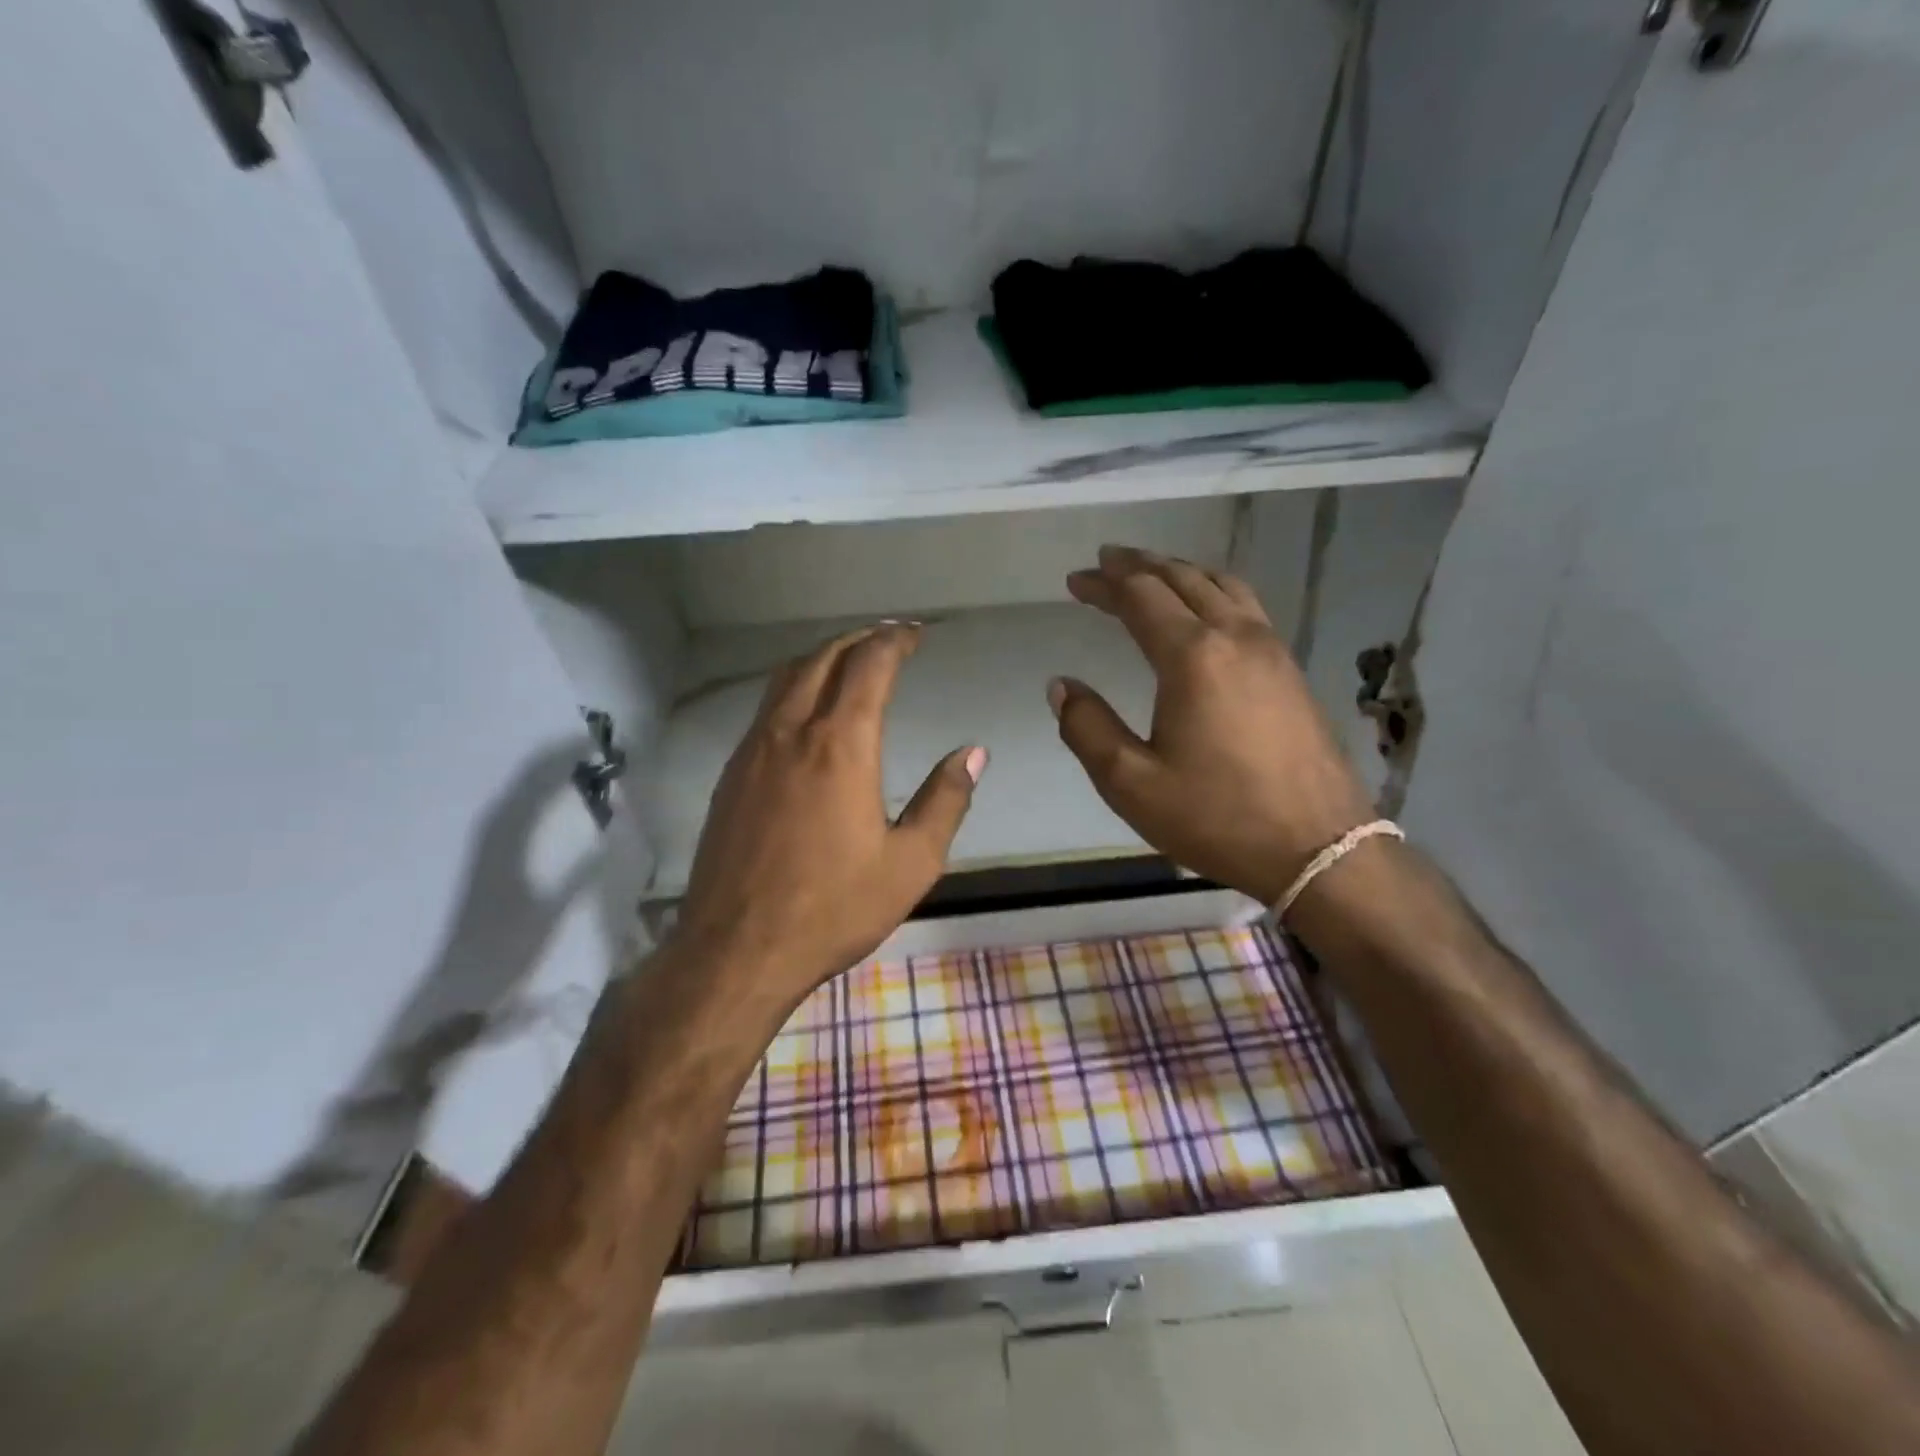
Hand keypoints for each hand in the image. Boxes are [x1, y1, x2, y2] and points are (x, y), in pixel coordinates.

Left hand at [673, 623, 985, 1010]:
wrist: (737, 951)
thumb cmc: (833, 909)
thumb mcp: (910, 863)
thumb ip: (945, 800)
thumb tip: (973, 753)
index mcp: (841, 745)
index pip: (870, 665)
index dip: (896, 640)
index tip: (916, 634)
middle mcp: (792, 732)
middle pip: (823, 658)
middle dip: (860, 639)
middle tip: (890, 638)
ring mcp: (753, 750)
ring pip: (787, 678)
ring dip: (823, 657)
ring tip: (851, 662)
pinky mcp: (731, 774)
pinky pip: (766, 708)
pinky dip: (795, 688)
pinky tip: (809, 713)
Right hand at [1052, 546, 1373, 906]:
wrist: (1319, 848)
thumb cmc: (1217, 817)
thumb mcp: (1131, 783)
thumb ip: (1087, 728)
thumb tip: (1061, 686)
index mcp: (1193, 657)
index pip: (1141, 597)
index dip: (1104, 583)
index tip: (1075, 580)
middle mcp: (1235, 637)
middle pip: (1182, 578)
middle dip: (1139, 566)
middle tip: (1105, 564)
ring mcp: (1272, 651)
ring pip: (1222, 585)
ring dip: (1180, 572)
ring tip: (1151, 574)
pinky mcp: (1290, 671)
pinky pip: (1246, 606)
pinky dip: (1213, 591)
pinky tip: (1205, 610)